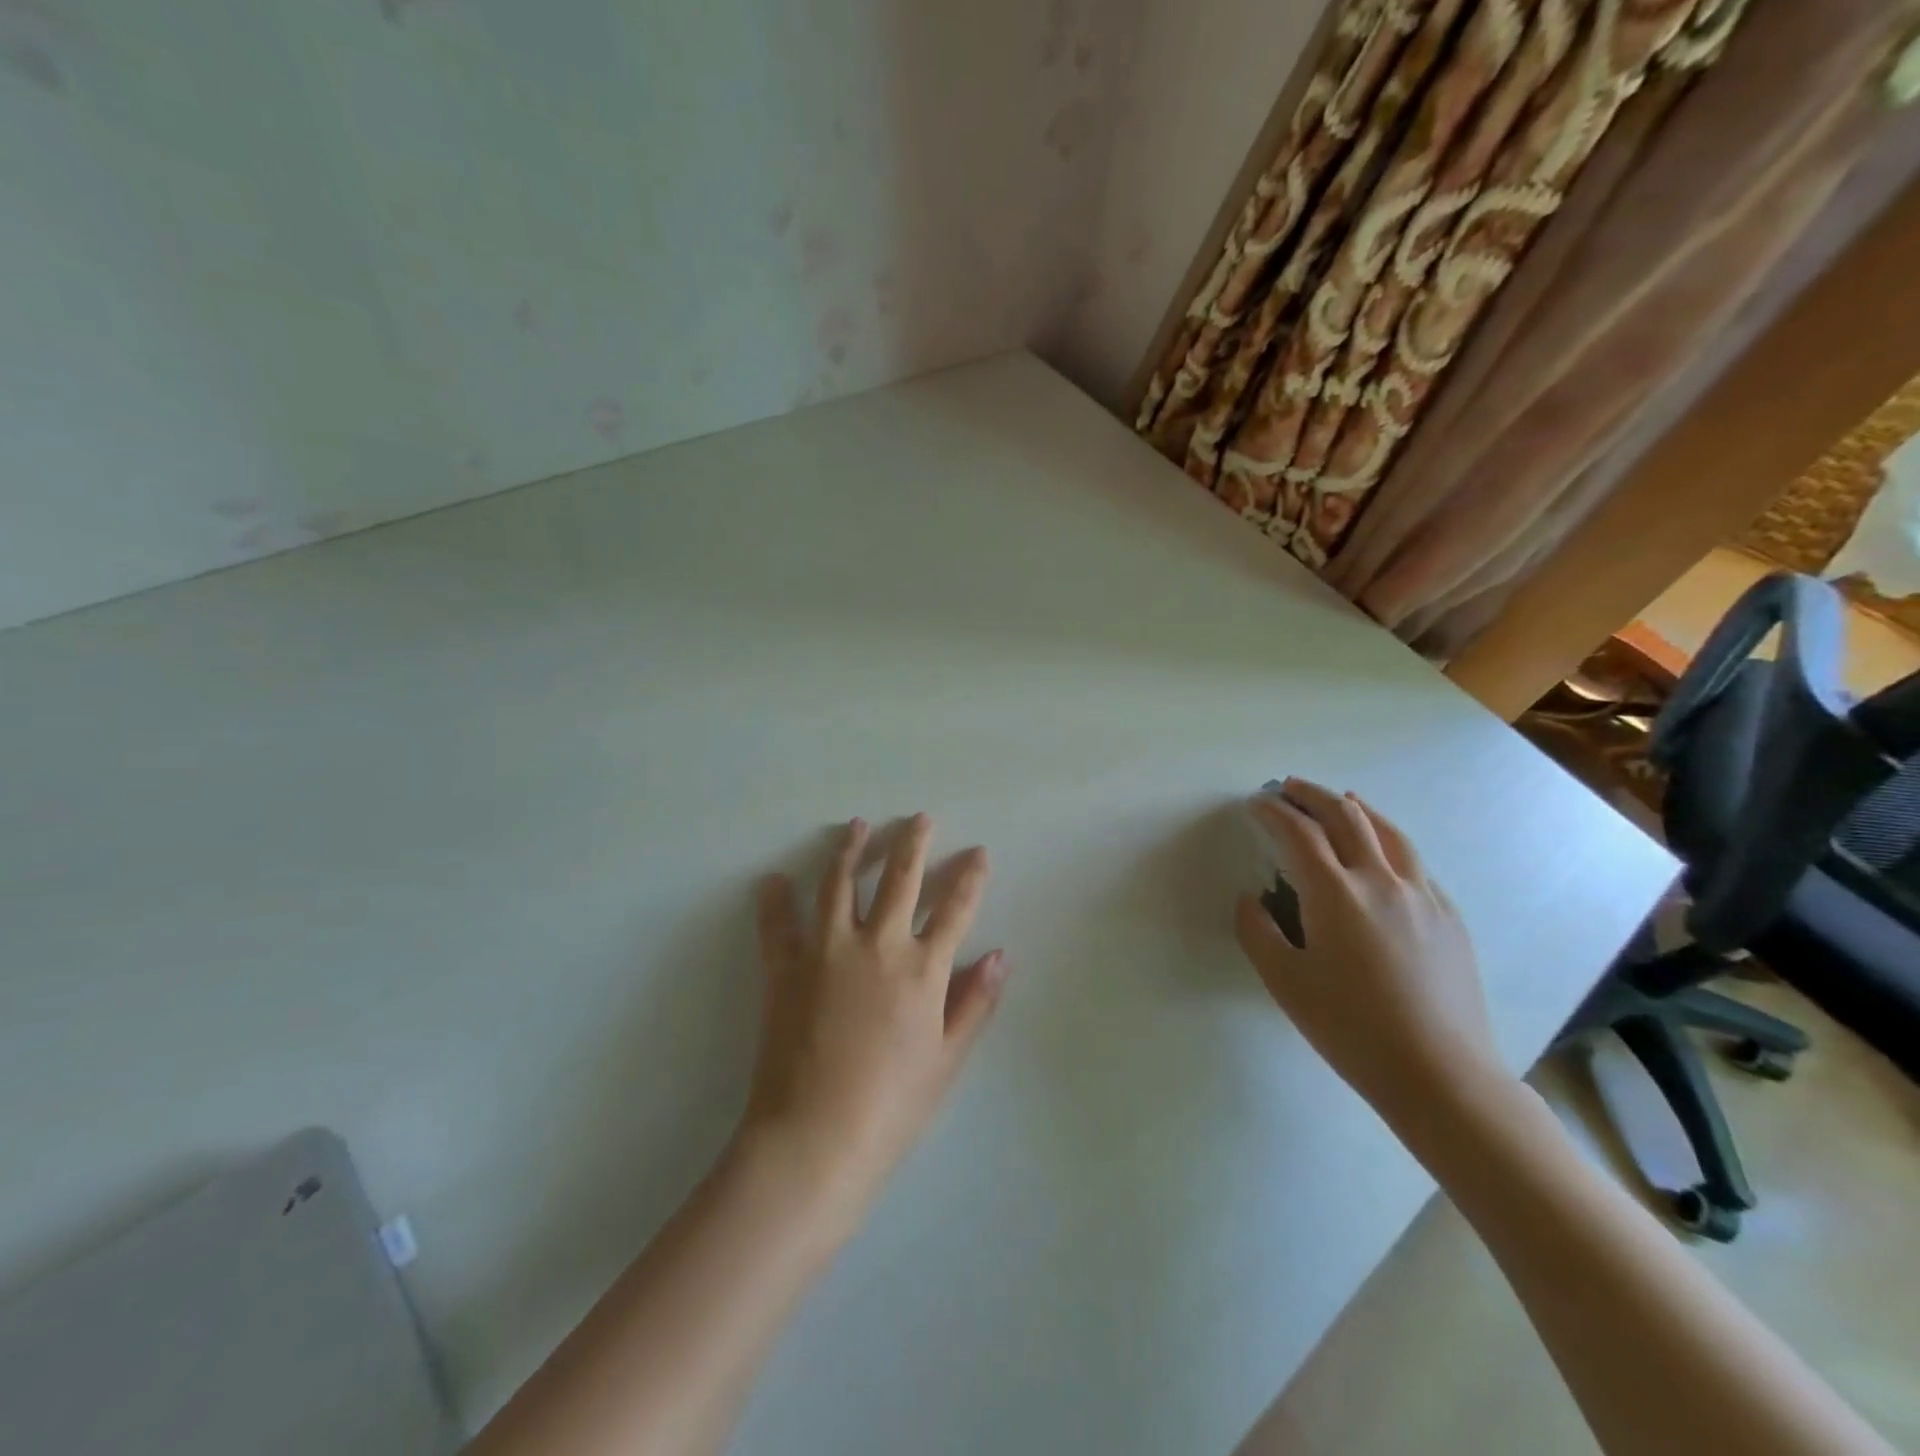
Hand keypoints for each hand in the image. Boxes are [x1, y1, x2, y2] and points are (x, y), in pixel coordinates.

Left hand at [740, 814, 1007, 1221]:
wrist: (816, 1137)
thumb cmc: (892, 1105)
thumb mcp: (946, 1058)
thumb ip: (974, 1002)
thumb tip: (1000, 954)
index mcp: (922, 969)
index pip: (955, 908)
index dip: (969, 876)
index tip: (977, 851)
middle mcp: (878, 945)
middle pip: (900, 879)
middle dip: (913, 843)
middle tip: (919, 818)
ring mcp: (827, 951)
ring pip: (840, 884)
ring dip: (851, 850)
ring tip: (857, 826)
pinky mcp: (785, 968)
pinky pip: (778, 925)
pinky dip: (775, 900)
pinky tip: (774, 879)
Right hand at [1235, 779, 1506, 1125]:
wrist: (1440, 1075)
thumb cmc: (1351, 1028)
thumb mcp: (1284, 982)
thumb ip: (1258, 932)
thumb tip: (1251, 899)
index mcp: (1335, 894)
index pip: (1298, 833)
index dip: (1273, 811)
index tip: (1255, 803)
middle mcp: (1381, 881)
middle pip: (1345, 817)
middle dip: (1312, 795)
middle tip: (1288, 788)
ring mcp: (1422, 896)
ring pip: (1388, 832)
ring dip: (1356, 808)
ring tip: (1339, 799)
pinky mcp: (1449, 917)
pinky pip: (1415, 863)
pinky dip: (1389, 841)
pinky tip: (1383, 853)